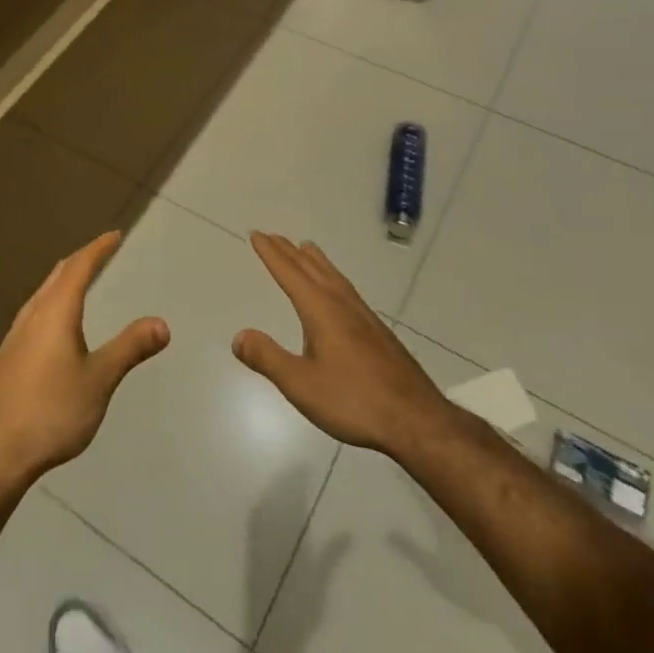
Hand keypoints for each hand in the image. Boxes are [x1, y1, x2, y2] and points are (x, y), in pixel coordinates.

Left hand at [0, 231, 169, 482]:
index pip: (78, 267)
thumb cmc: (53, 410)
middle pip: (57, 275)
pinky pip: (35, 311)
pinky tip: (56, 323)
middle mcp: (32, 314)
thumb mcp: (100, 379)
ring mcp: (16, 335)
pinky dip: (53, 300)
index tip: (114, 236)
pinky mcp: (8, 355)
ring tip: (80, 280)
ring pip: (42, 293)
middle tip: (101, 252)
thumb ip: (130, 348)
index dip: (97, 249)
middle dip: (80, 260)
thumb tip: (162, 324)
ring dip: (63, 280)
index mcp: (56, 311)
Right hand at [233, 232, 451, 461]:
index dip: (271, 254)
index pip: (290, 274)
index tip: (257, 234)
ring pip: (333, 276)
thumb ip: (268, 358)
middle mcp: (342, 304)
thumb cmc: (354, 400)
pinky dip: (332, 276)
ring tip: (305, 248)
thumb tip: (238, 337)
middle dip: (289, 252)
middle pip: (311, 269)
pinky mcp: (377, 331)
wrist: (415, 418)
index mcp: (321, 310)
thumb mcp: (301, 384)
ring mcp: (363, 316)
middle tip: (273, 236)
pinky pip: (346, 288)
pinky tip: (338, 291)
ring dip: (314, 260)